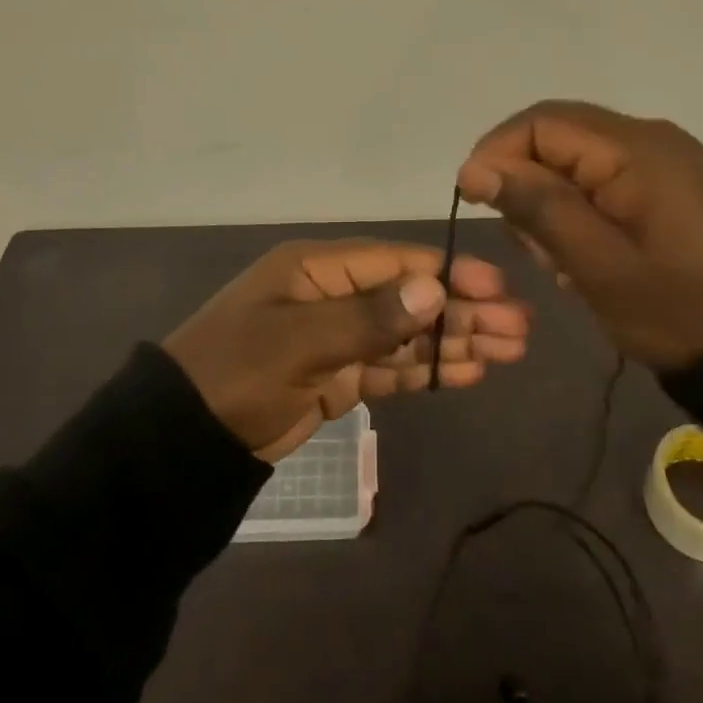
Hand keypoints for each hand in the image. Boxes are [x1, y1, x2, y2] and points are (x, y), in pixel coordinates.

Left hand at [162, 239, 531, 459]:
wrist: (183, 439)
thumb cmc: (236, 372)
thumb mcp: (299, 341)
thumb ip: (368, 317)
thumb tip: (435, 286)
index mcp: (318, 268)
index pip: (396, 263)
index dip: (449, 273)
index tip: (498, 287)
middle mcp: (333, 294)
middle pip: (410, 297)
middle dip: (463, 310)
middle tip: (519, 328)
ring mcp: (337, 337)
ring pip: (407, 334)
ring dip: (455, 341)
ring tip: (509, 351)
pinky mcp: (337, 377)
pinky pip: (391, 368)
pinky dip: (427, 371)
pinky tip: (468, 373)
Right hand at [457, 100, 702, 371]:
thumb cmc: (680, 312)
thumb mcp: (599, 267)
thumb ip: (538, 209)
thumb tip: (474, 168)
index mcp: (636, 149)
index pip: (541, 122)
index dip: (497, 153)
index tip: (476, 202)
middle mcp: (650, 137)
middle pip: (558, 134)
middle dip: (524, 180)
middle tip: (527, 244)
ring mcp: (665, 157)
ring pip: (576, 156)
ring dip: (550, 197)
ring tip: (558, 258)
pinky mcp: (671, 181)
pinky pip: (604, 174)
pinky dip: (579, 205)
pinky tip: (584, 250)